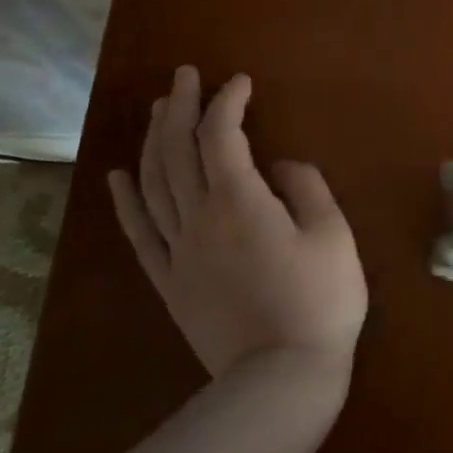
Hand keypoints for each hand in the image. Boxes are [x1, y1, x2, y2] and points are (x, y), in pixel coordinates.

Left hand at [108, 67, 366, 378]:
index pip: (222, 135)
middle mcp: (199, 217)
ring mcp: (177, 250)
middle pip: (177, 150)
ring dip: (152, 140)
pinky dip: (126, 200)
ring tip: (157, 110)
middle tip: (183, 76)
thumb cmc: (320, 301)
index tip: (240, 82)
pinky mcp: (169, 281)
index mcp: (240, 201)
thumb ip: (307, 189)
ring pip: (152, 182)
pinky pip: (139, 233)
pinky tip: (118, 175)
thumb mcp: (334, 235)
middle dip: (179, 106)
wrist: (281, 376)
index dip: (227, 102)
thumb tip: (280, 166)